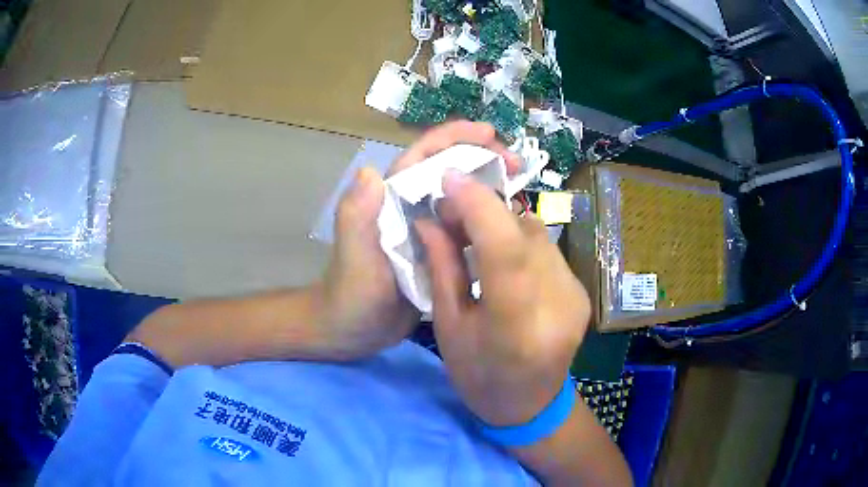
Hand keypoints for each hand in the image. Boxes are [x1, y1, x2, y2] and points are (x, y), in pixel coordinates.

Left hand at [317, 121, 520, 359]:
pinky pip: (464, 231)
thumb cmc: (349, 294)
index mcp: (390, 200)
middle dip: (482, 160)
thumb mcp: (353, 258)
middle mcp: (410, 208)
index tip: (489, 133)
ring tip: (520, 187)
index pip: (422, 157)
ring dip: (488, 189)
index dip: (454, 139)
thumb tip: (369, 170)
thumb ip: (356, 217)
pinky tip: (508, 227)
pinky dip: (485, 222)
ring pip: (461, 200)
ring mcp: (426, 232)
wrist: (352, 331)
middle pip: (449, 173)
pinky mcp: (436, 254)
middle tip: (517, 164)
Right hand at [415, 171, 590, 425]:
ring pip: (538, 234)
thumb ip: (442, 268)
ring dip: (502, 222)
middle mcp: (556, 305)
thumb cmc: (479, 377)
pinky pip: (547, 248)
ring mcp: (575, 296)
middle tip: (450, 206)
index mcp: (516, 326)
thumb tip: (428, 219)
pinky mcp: (581, 291)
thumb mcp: (448, 327)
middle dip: (484, 209)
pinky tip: (501, 250)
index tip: (450, 178)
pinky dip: (519, 239)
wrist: (530, 404)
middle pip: (524, 233)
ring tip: (473, 229)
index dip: (478, 206)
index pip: (504, 250)